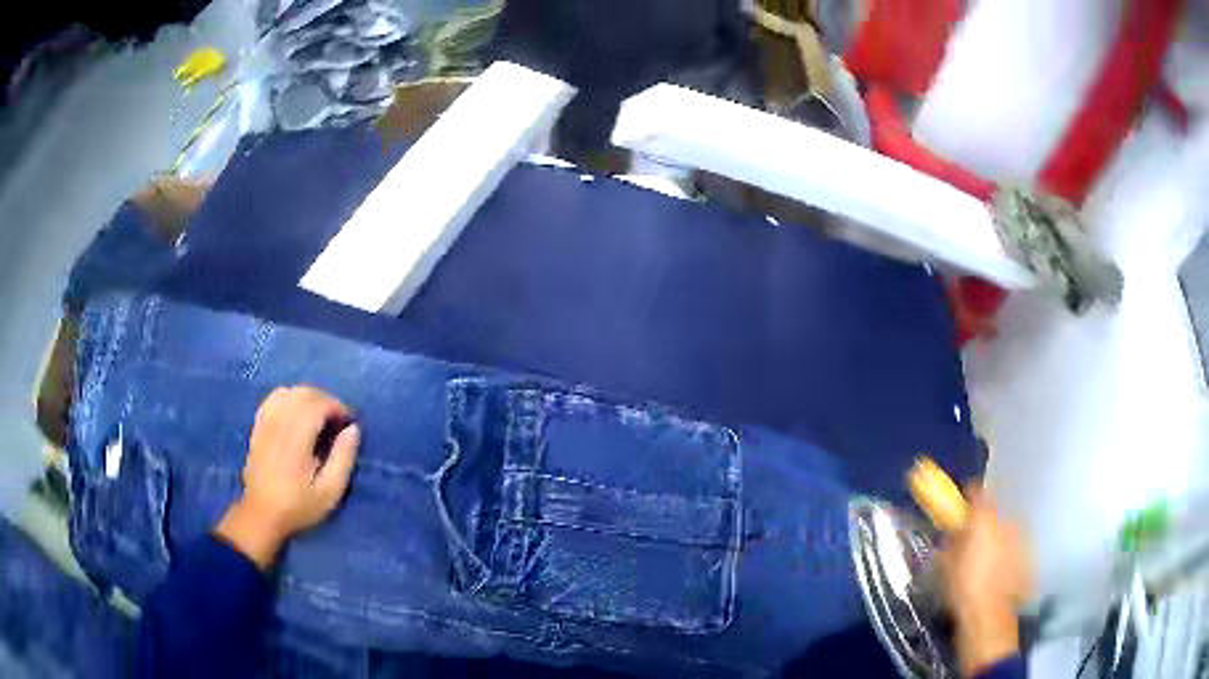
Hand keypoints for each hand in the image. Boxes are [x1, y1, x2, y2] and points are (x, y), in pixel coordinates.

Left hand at [215, 386, 360, 569]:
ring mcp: (264, 425)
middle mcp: (278, 427)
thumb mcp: (329, 493)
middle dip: (324, 399)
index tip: (348, 420)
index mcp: (296, 442)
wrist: (261, 514)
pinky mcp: (257, 427)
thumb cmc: (298, 507)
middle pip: (302, 394)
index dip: (336, 406)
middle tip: (337, 417)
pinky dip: (288, 398)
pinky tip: (295, 413)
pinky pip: (272, 399)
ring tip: (318, 414)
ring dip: (306, 396)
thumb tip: (353, 429)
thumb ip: (343, 459)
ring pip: (286, 392)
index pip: (316, 405)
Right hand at [939, 488, 1031, 676]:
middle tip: (972, 539)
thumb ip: (951, 542)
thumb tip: (953, 534)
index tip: (960, 507)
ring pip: (1006, 530)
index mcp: (985, 517)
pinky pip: (1014, 548)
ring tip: (986, 558)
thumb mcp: (946, 564)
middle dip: (984, 523)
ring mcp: (1020, 537)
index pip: (976, 493)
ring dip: (997, 538)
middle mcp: (1006, 520)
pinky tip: (998, 571)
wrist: (988, 613)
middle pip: (994, 513)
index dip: (967, 498)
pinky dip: (1007, 554)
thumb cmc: (963, 587)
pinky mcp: (1028, 555)